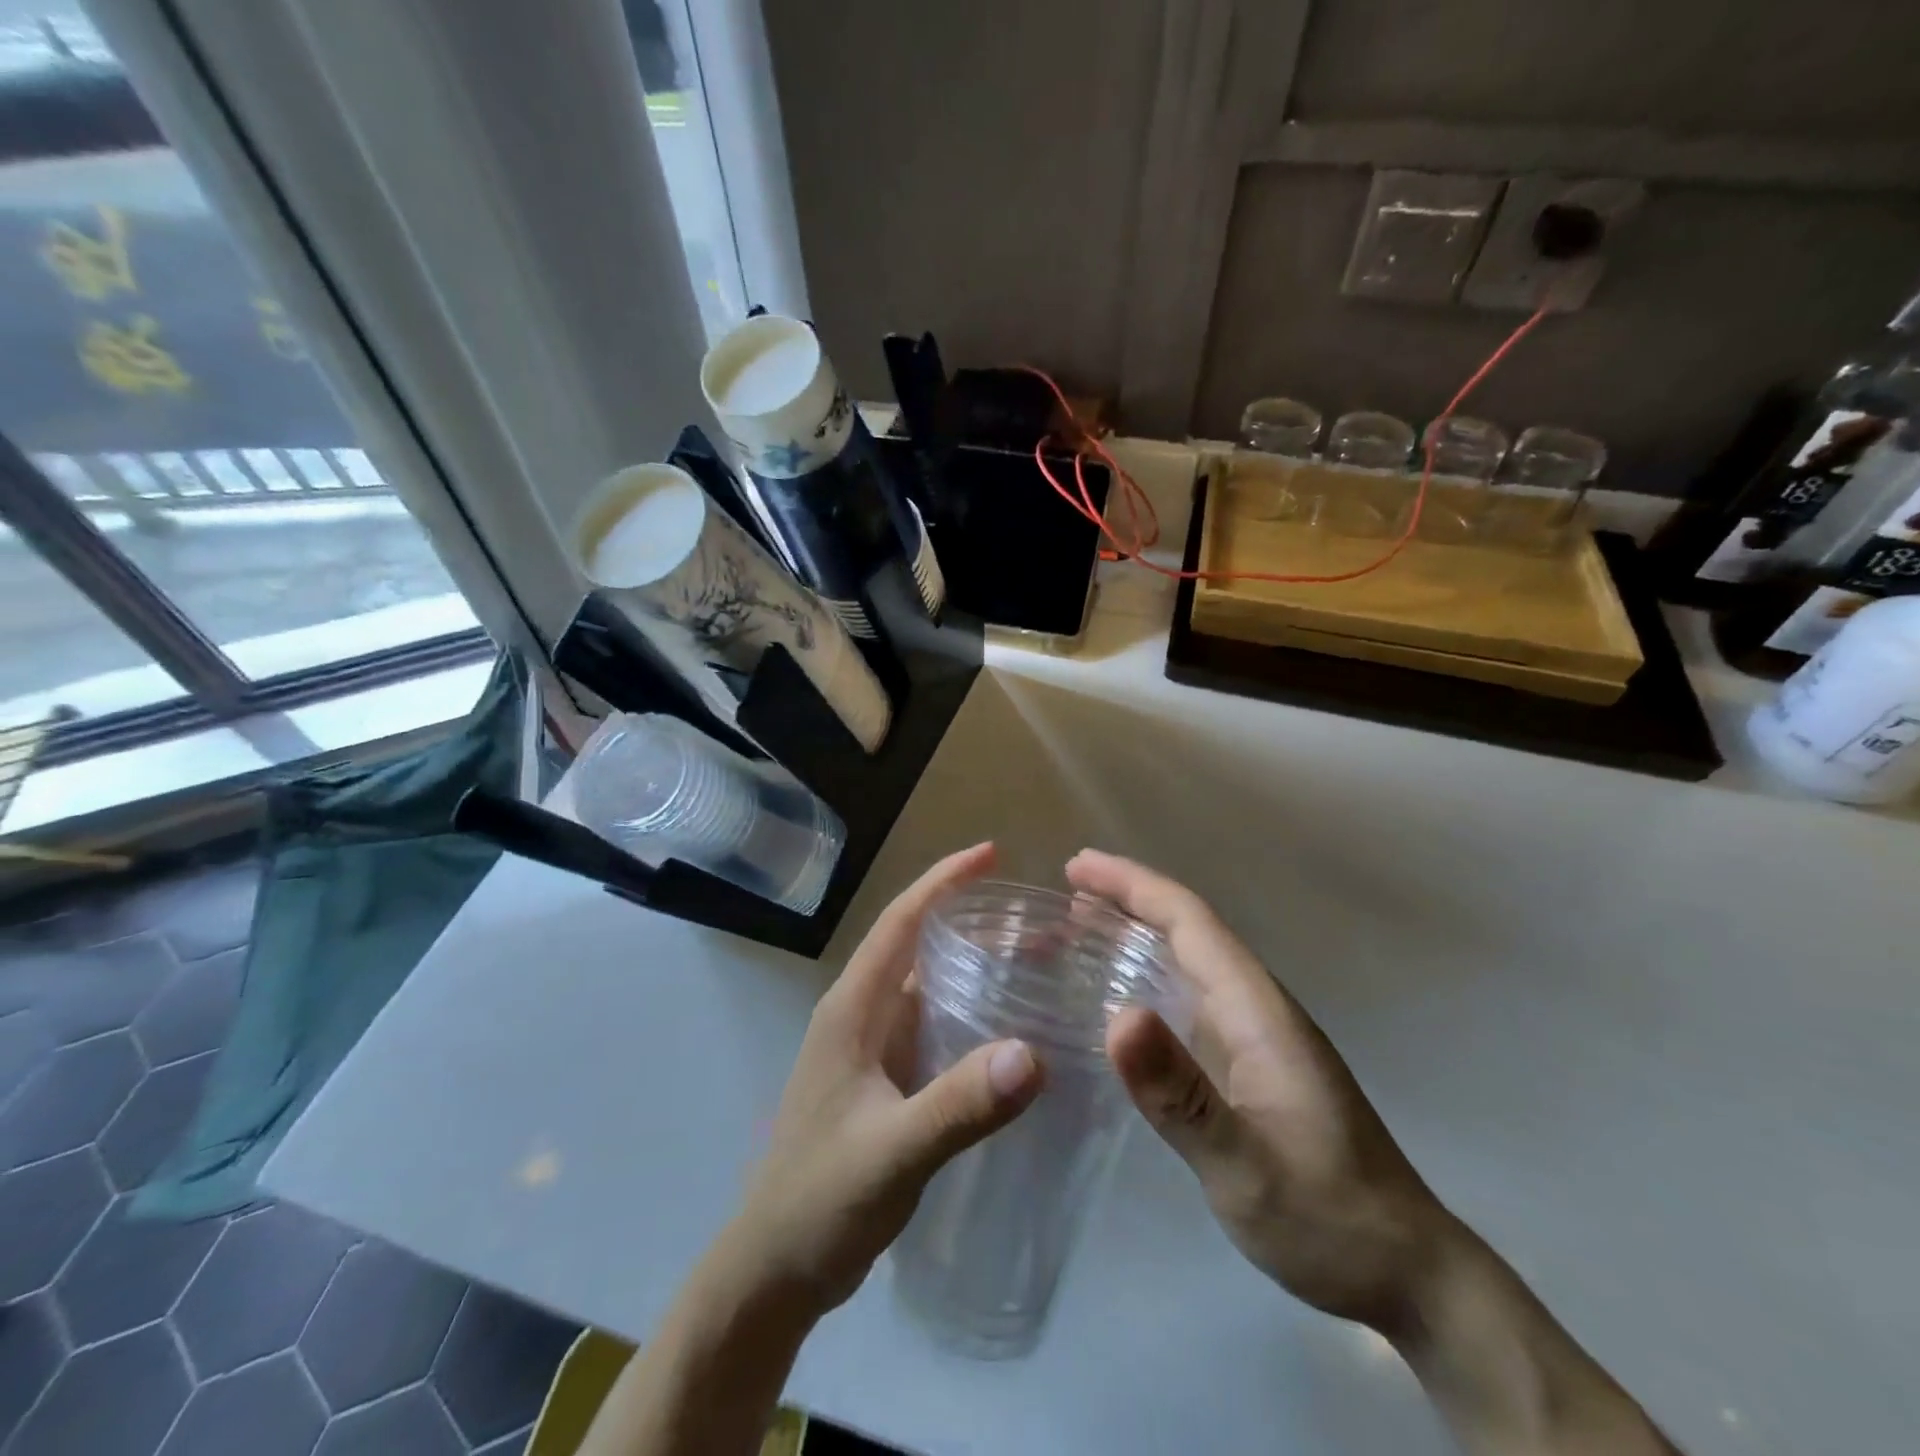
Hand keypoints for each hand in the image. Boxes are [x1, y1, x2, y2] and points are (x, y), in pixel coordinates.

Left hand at [728, 842, 1043, 1318]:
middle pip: (920, 946)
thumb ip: (958, 1106)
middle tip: (1040, 920)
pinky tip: (1011, 1030)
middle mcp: (862, 1015)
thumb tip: (1034, 1053)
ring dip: (977, 968)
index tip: (991, 854)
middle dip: (974, 922)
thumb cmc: (820, 1200)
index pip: (901, 922)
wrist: (775, 1269)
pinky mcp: (884, 1082)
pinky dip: (971, 1014)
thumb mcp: (892, 1153)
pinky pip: (934, 1029)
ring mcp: (872, 1050)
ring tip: (1038, 963)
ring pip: (930, 988)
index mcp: (853, 1009)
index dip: (943, 881)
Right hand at [1068, 849, 1447, 1334]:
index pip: (1190, 920)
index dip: (1132, 885)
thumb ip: (1181, 1095)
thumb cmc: (1326, 1216)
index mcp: (1256, 1009)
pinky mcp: (1249, 1064)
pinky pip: (1188, 997)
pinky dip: (1147, 977)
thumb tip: (1119, 1016)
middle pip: (1187, 929)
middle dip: (1127, 899)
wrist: (1404, 1271)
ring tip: (1077, 929)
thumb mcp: (1245, 1166)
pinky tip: (1118, 997)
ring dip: (1135, 934)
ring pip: (1187, 960)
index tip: (1077, 867)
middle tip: (1064, 891)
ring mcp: (1254, 1035)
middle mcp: (1255, 1007)